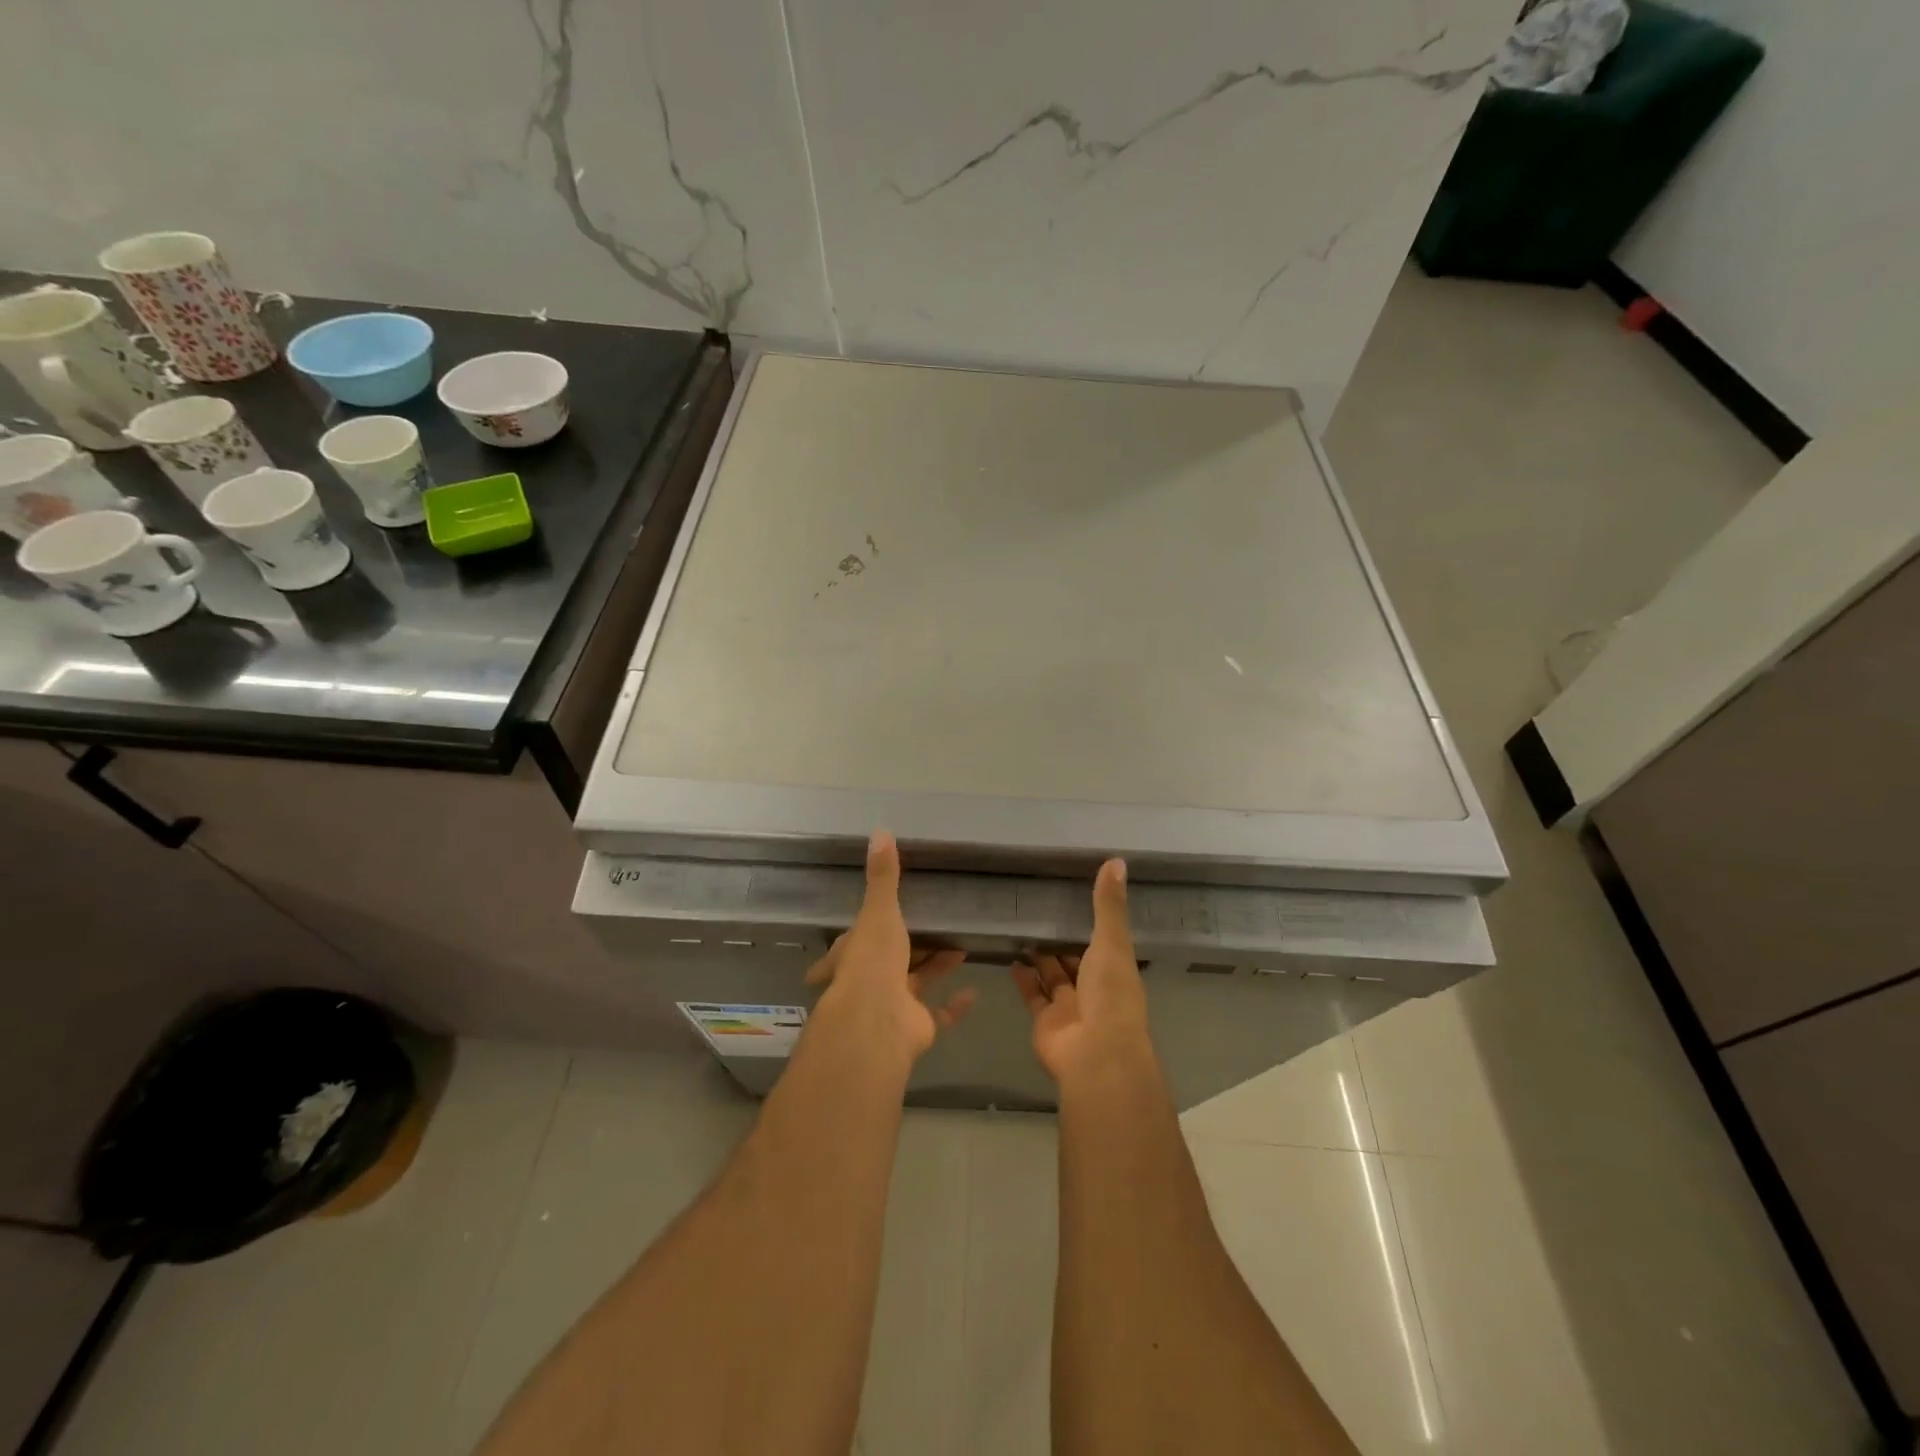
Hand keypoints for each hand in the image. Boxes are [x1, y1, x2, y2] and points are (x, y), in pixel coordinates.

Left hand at [804, 830, 974, 1061]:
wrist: (879, 1021)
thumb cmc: (873, 960)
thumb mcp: (879, 911)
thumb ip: (883, 876)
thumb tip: (880, 831)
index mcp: (854, 954)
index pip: (852, 942)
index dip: (858, 935)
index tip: (866, 926)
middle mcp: (869, 981)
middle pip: (888, 962)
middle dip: (905, 950)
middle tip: (929, 930)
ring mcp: (893, 1006)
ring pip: (916, 983)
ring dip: (935, 967)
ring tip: (959, 947)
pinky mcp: (916, 1026)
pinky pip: (939, 1013)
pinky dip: (954, 1005)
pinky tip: (973, 990)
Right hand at [1013, 859, 1153, 1085]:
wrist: (1095, 1052)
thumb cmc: (1110, 994)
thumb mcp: (1112, 942)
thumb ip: (1108, 905)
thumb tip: (1117, 860)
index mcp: (1116, 970)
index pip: (1104, 942)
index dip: (1092, 924)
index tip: (1075, 899)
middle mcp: (1094, 988)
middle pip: (1077, 961)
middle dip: (1063, 942)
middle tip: (1040, 912)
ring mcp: (1069, 1007)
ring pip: (1053, 977)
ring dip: (1041, 959)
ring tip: (1022, 930)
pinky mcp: (1045, 1021)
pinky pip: (1033, 995)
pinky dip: (1023, 979)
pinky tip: (1012, 959)